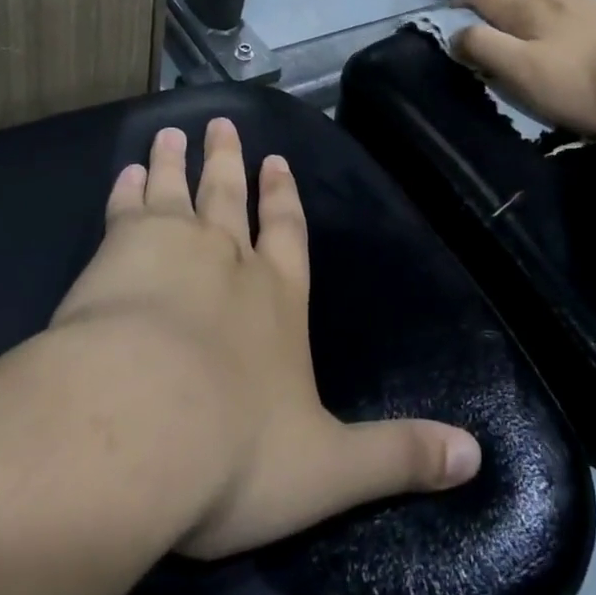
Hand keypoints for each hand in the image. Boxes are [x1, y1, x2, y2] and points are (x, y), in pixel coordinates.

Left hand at [51, 118, 481, 559]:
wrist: (141, 427)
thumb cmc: (235, 452)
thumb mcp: (330, 470)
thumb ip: (397, 456)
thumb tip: (476, 456)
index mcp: (278, 299)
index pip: (288, 235)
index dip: (283, 198)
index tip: (276, 160)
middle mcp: (229, 261)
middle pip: (229, 198)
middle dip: (228, 163)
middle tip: (220, 124)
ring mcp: (172, 249)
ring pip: (177, 192)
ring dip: (175, 164)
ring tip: (170, 133)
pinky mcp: (119, 251)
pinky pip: (125, 209)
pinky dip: (127, 189)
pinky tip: (125, 174)